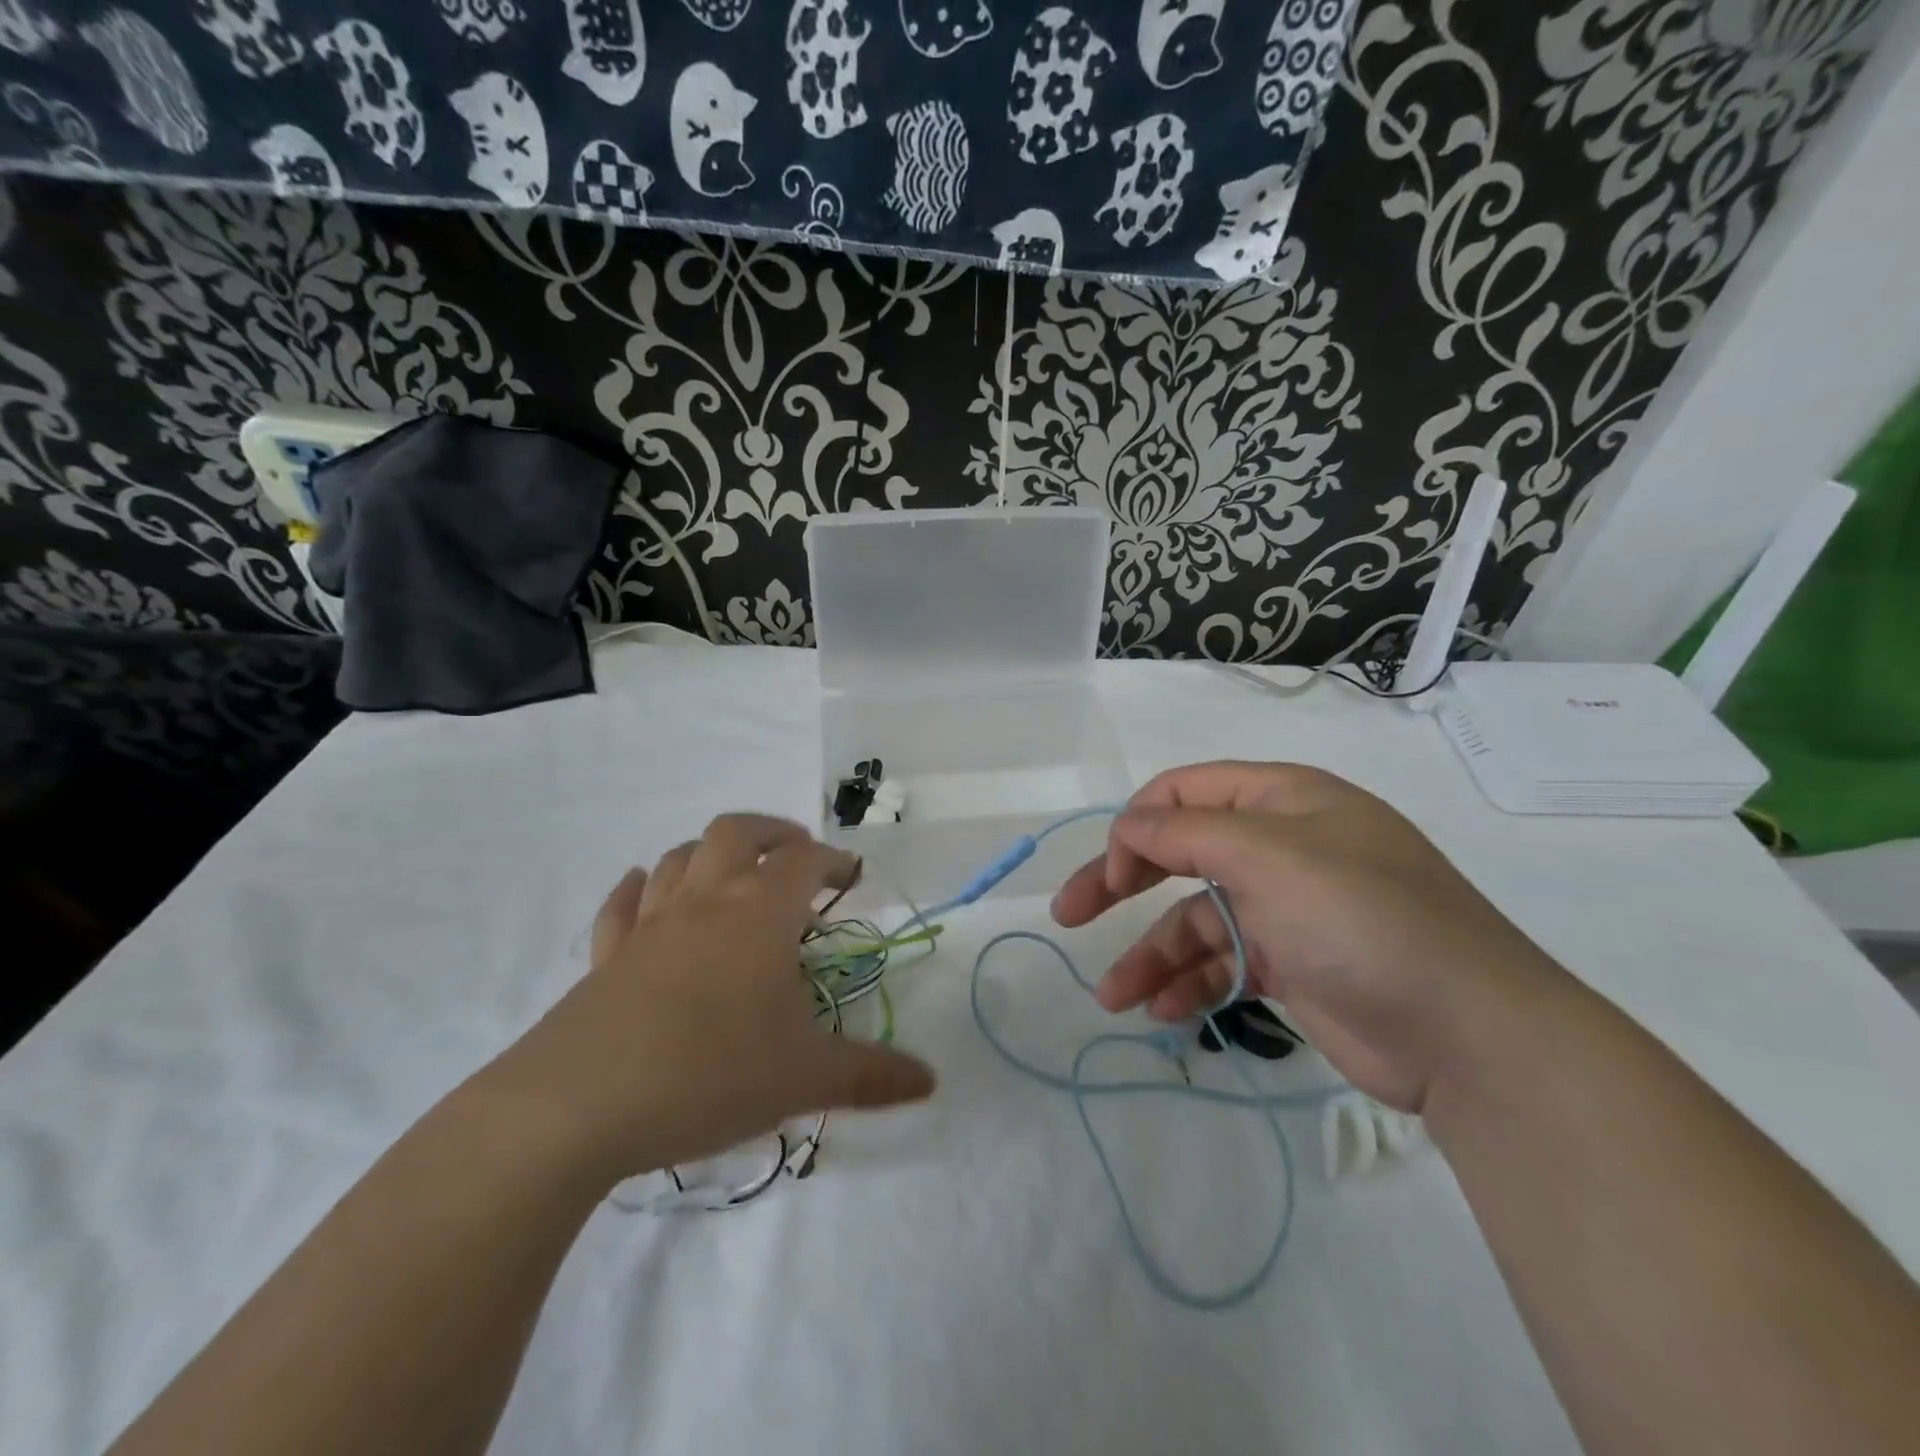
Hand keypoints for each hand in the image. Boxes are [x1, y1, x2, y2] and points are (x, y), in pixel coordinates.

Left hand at [490, 814, 935, 1183]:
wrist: (579, 1107)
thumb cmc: (710, 1074)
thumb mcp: (804, 1079)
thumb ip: (871, 1076)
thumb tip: (930, 1082)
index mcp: (760, 913)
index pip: (805, 860)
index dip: (833, 861)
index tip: (851, 878)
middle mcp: (705, 900)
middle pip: (737, 832)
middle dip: (772, 832)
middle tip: (795, 853)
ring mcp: (649, 924)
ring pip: (679, 857)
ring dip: (710, 852)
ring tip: (731, 873)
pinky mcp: (604, 955)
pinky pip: (621, 904)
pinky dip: (637, 888)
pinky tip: (644, 890)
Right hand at [1051, 762, 1562, 1111]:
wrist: (1472, 1035)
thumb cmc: (1364, 920)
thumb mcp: (1271, 859)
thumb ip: (1189, 835)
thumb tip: (1128, 826)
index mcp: (1282, 802)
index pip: (1185, 793)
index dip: (1137, 826)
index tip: (1111, 873)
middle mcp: (1281, 847)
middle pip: (1179, 854)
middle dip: (1121, 883)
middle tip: (1069, 914)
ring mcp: (1286, 908)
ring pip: (1195, 920)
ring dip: (1150, 953)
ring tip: (1111, 996)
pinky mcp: (1292, 964)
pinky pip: (1223, 964)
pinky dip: (1190, 984)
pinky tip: (1162, 1013)